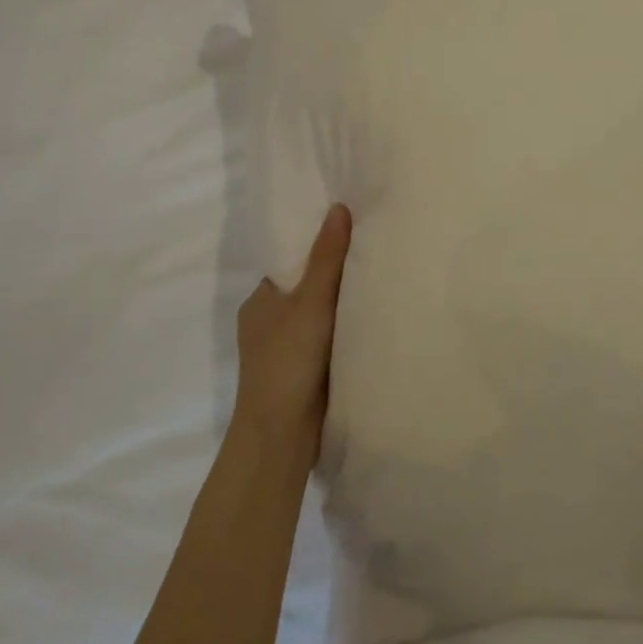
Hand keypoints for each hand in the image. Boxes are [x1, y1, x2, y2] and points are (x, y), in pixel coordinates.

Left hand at [232, 204, 351, 459]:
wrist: (280, 435)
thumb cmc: (288, 361)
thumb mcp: (310, 302)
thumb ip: (327, 258)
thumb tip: (339, 207)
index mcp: (260, 300)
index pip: (291, 261)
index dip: (318, 245)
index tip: (351, 229)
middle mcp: (268, 321)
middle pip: (307, 287)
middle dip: (336, 274)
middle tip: (375, 250)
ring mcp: (285, 349)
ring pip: (319, 315)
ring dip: (342, 305)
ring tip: (382, 280)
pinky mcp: (303, 372)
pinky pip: (328, 339)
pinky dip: (345, 330)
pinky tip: (372, 321)